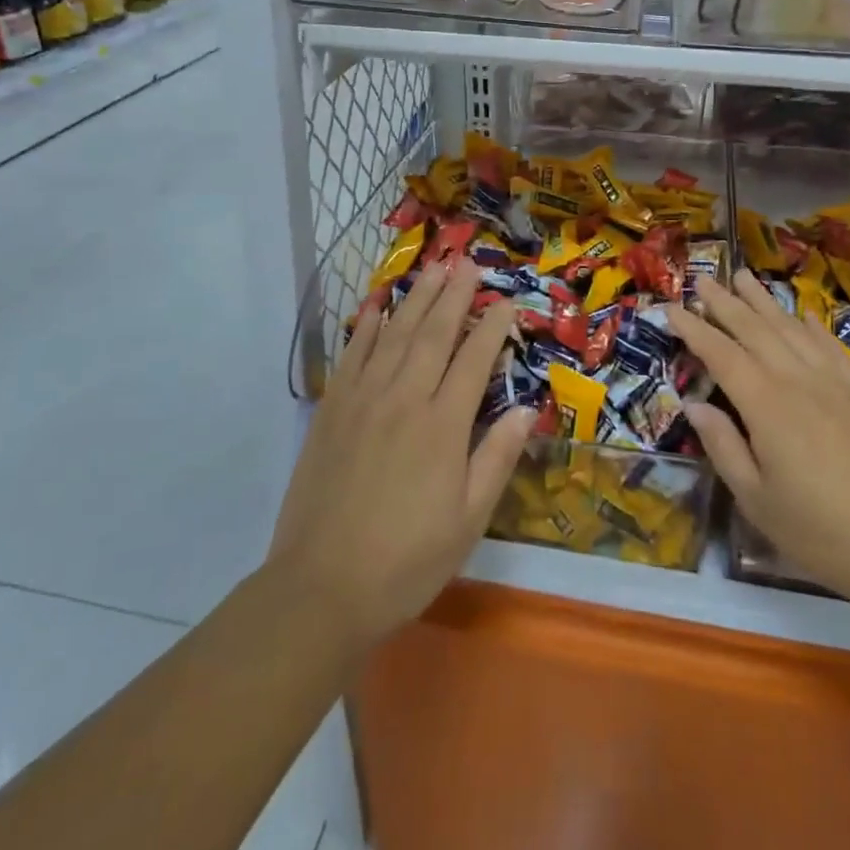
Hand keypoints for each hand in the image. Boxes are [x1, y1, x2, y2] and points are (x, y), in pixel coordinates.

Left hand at [268, 258, 535, 651]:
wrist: (320, 587)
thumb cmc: (406, 560)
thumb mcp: (468, 520)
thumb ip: (497, 458)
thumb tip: (529, 409)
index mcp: (443, 425)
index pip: (474, 359)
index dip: (493, 327)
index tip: (507, 301)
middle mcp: (404, 398)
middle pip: (434, 333)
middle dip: (455, 295)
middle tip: (468, 263)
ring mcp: (363, 398)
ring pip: (395, 333)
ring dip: (417, 297)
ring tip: (434, 268)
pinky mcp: (332, 408)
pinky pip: (354, 353)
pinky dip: (368, 324)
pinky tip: (378, 304)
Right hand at [667, 272, 849, 617]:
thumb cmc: (827, 535)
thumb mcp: (760, 503)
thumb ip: (725, 448)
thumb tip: (694, 404)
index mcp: (768, 407)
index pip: (722, 355)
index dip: (694, 329)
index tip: (670, 307)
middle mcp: (799, 382)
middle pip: (755, 331)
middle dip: (725, 303)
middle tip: (702, 278)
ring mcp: (835, 384)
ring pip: (792, 329)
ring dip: (764, 301)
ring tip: (744, 276)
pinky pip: (830, 347)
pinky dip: (812, 325)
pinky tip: (803, 314)